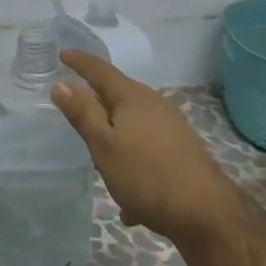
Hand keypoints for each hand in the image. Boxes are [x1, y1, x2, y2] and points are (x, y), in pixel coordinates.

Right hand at [52, 50, 241, 246]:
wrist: (204, 210)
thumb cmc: (146, 174)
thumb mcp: (104, 145)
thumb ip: (82, 114)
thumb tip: (60, 83)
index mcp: (131, 96)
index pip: (99, 70)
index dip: (79, 61)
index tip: (62, 54)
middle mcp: (153, 102)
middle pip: (117, 95)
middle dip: (96, 104)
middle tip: (75, 112)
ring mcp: (170, 124)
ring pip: (132, 125)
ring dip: (115, 139)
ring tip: (102, 166)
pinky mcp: (180, 148)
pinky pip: (146, 149)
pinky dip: (133, 164)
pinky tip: (131, 204)